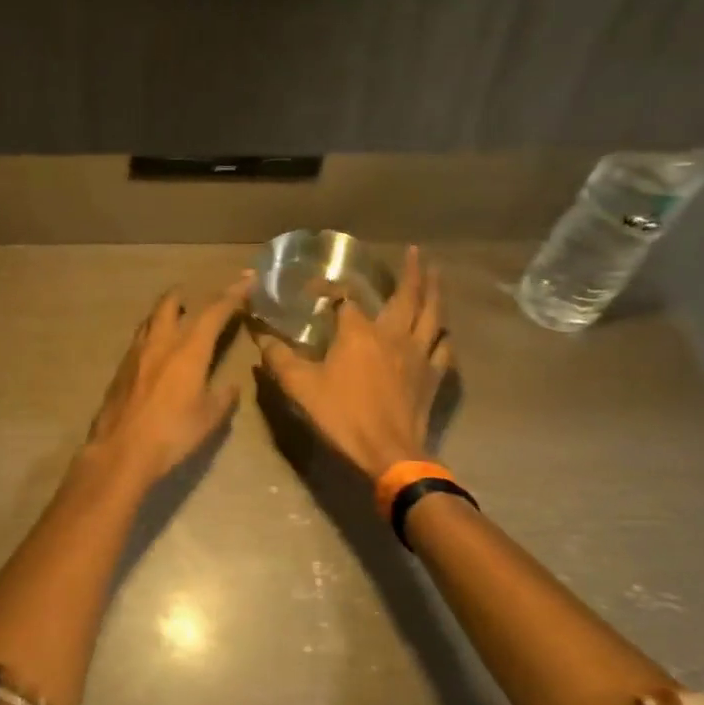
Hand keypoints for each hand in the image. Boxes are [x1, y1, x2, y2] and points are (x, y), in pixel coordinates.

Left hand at [84, 274, 251, 485]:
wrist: (121, 450)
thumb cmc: (172, 434)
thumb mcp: (209, 418)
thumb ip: (223, 396)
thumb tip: (232, 385)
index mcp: (188, 349)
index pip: (214, 311)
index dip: (233, 293)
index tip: (246, 279)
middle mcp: (161, 341)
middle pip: (172, 302)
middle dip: (189, 294)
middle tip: (201, 295)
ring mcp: (137, 351)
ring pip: (152, 317)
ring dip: (167, 310)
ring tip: (179, 315)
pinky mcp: (121, 366)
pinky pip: (141, 336)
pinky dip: (153, 331)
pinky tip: (158, 346)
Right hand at [251, 245, 448, 480]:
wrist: (389, 452)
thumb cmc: (343, 415)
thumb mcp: (300, 387)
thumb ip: (279, 359)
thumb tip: (260, 337)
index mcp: (359, 332)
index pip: (346, 298)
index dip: (331, 287)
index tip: (315, 287)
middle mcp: (393, 335)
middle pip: (407, 296)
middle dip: (411, 272)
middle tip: (415, 251)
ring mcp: (419, 355)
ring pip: (432, 316)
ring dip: (434, 293)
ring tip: (437, 276)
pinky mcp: (433, 377)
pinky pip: (443, 349)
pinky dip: (442, 336)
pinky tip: (442, 333)